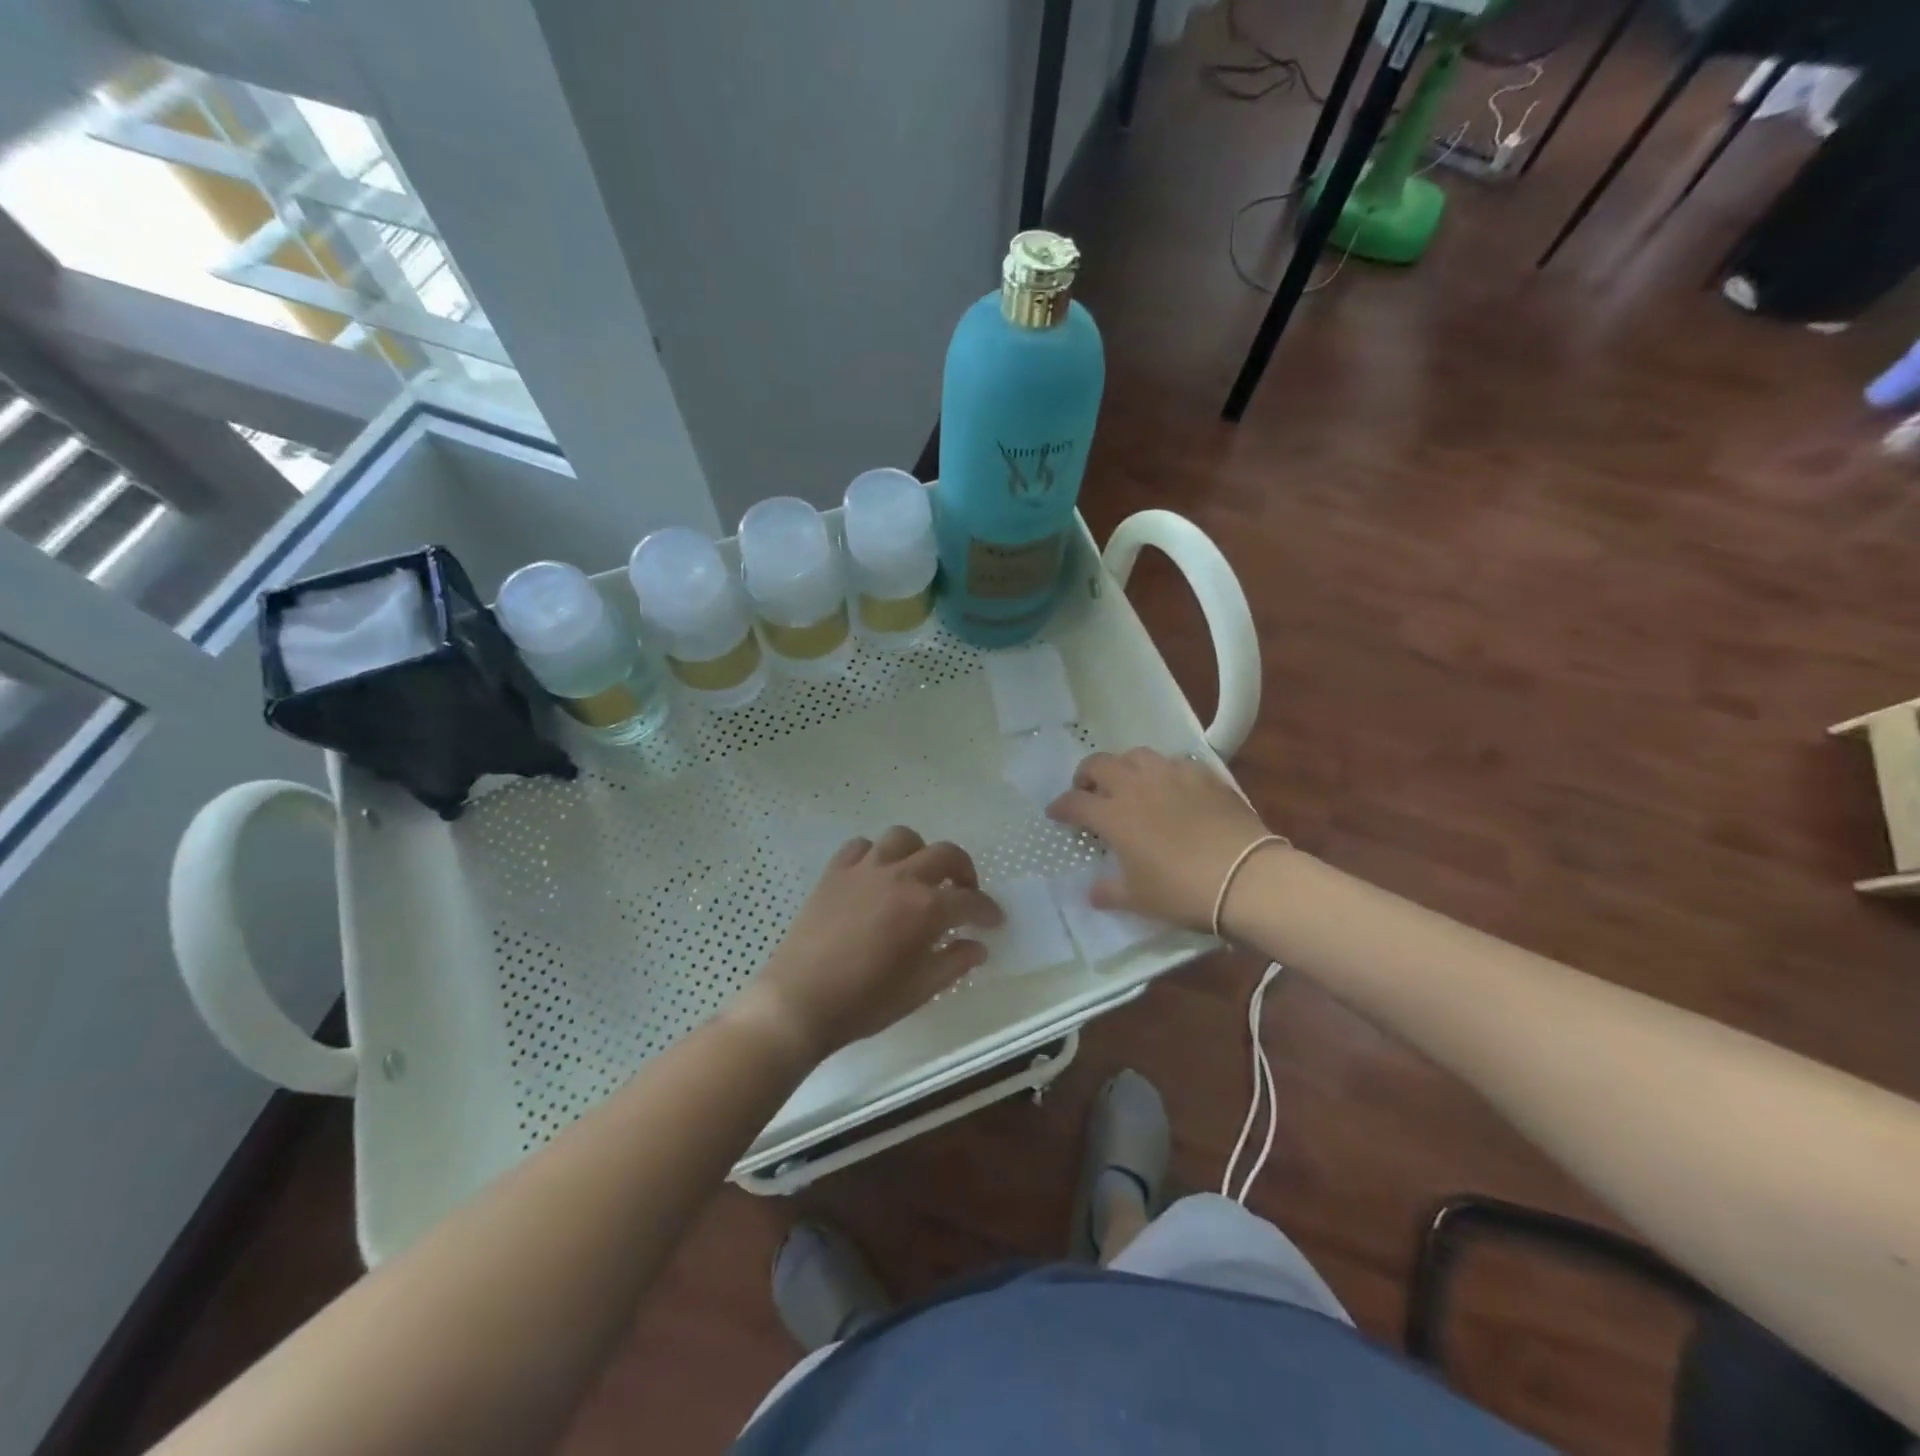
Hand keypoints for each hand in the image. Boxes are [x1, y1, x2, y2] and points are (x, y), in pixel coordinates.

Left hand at [733, 827, 1002, 1064]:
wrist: (799, 1002)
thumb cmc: (864, 1003)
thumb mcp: (919, 990)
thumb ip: (954, 962)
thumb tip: (977, 946)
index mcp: (925, 908)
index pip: (970, 901)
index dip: (987, 910)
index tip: (994, 920)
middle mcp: (900, 877)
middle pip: (945, 854)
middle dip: (963, 871)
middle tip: (964, 893)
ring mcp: (864, 870)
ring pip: (903, 838)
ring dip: (920, 853)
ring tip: (919, 876)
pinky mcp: (835, 872)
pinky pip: (861, 846)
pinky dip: (876, 854)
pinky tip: (876, 875)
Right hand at [1047, 749, 1272, 930]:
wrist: (1246, 878)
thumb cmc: (1183, 891)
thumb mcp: (1139, 899)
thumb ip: (1110, 891)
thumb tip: (1093, 892)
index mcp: (1114, 814)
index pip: (1075, 802)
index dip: (1061, 807)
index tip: (1056, 813)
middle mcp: (1136, 786)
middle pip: (1100, 764)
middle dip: (1086, 775)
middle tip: (1088, 791)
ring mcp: (1172, 775)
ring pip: (1137, 755)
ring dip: (1124, 767)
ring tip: (1128, 783)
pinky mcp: (1204, 775)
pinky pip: (1175, 763)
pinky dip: (1163, 772)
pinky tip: (1171, 787)